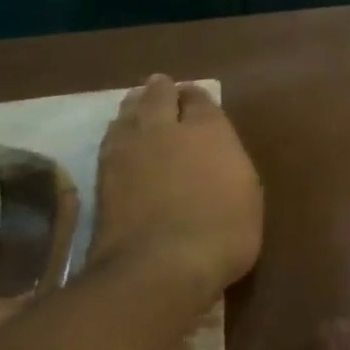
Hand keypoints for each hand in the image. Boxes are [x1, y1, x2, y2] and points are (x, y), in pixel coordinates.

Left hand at [91, 75, 263, 299]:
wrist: (162, 263)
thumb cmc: (225, 230)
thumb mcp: (247, 194)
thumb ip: (229, 164)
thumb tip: (216, 154)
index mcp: (210, 131)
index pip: (200, 100)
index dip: (198, 97)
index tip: (198, 98)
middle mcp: (167, 129)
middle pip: (159, 97)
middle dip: (162, 90)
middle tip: (162, 86)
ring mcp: (129, 150)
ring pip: (128, 113)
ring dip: (134, 105)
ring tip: (137, 102)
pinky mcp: (102, 174)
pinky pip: (110, 138)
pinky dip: (117, 130)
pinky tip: (119, 134)